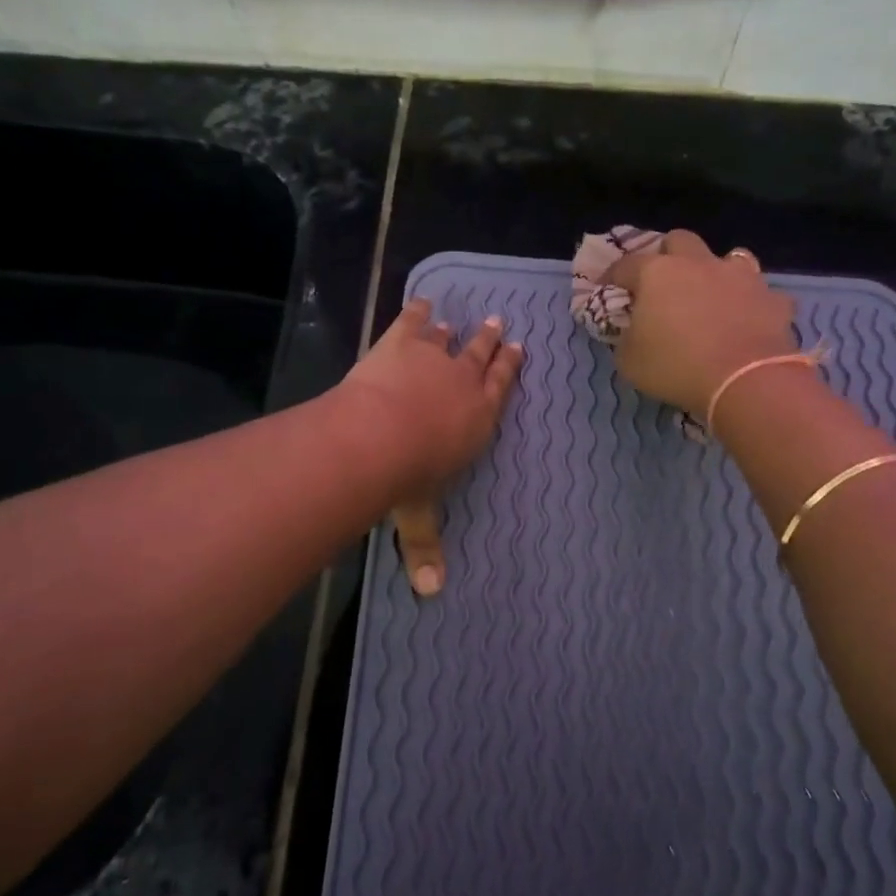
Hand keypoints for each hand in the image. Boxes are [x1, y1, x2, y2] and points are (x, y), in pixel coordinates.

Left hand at [337, 298, 522, 595]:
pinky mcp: (400, 342)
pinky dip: (418, 311)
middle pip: (481, 358)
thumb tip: (432, 595)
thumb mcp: (417, 516)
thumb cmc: (408, 478)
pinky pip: (413, 320)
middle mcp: (463, 384)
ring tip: (458, 321)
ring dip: (454, 331)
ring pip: (450, 339)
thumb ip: (425, 548)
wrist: (378, 435)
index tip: (518, 350)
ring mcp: (432, 359)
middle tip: (499, 326)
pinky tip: (422, 301)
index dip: (509, 369)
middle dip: (491, 343)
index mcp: (477, 420)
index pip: (500, 389)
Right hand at [606, 230, 796, 414]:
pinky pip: (761, 294)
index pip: (625, 264)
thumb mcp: (629, 361)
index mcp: (657, 273)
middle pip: (679, 240)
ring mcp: (740, 276)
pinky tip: (749, 321)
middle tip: (663, 282)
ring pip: (729, 257)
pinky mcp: (772, 298)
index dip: (612, 276)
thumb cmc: (676, 367)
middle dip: (668, 255)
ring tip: (713, 296)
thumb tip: (630, 330)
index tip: (606, 289)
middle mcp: (698, 263)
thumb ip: (625, 338)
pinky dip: (753, 304)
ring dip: (717, 272)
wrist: (744, 381)